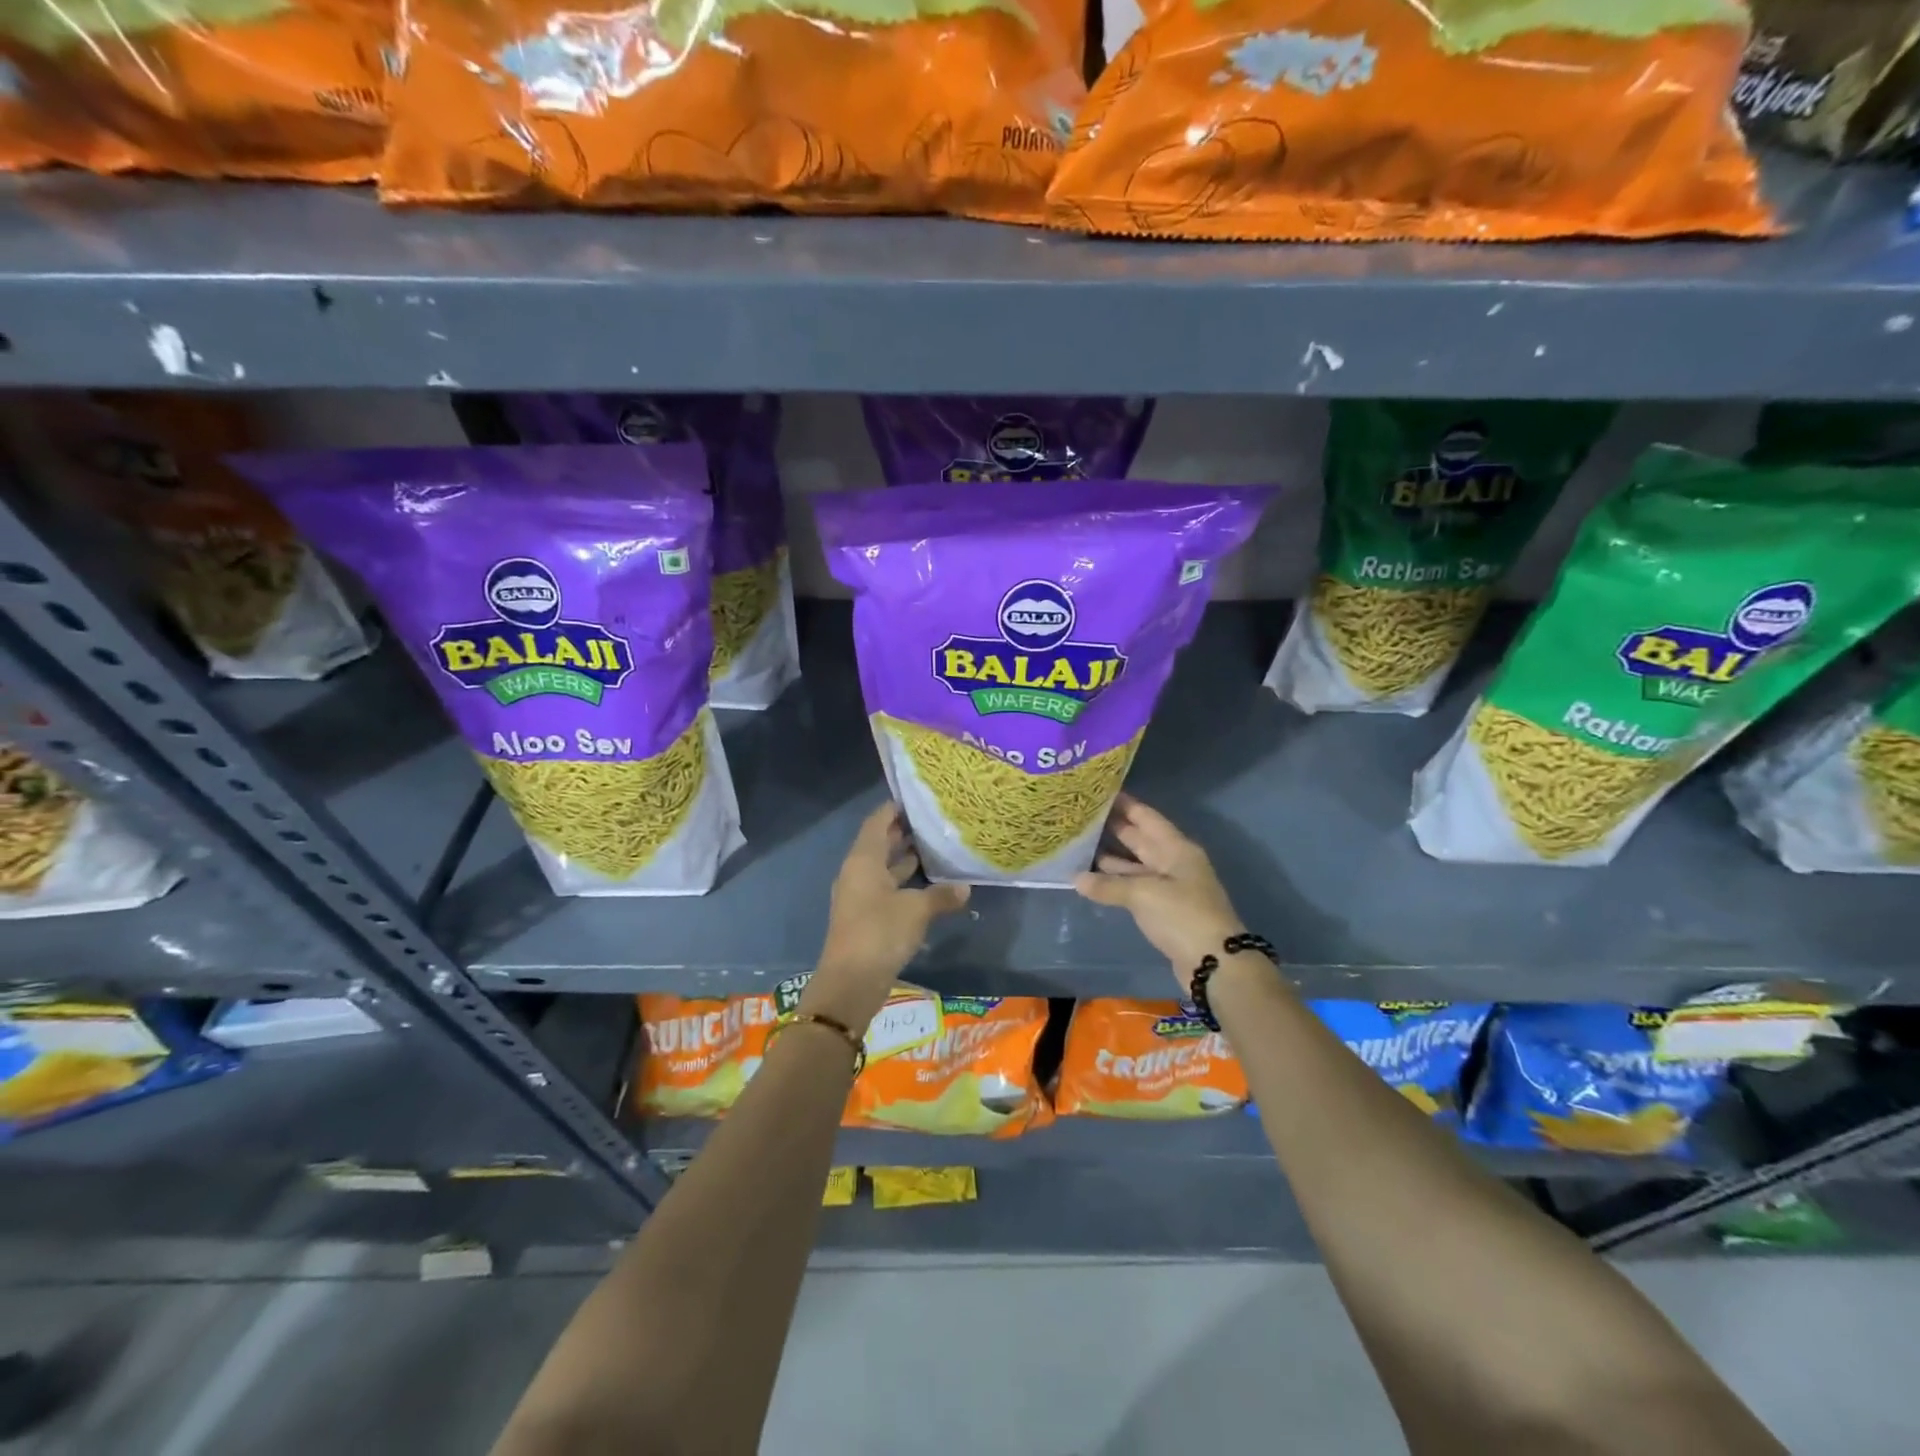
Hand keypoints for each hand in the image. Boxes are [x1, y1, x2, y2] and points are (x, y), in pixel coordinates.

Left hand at [808, 802, 970, 1030]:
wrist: (851, 982)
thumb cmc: (881, 933)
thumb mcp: (917, 910)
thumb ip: (942, 895)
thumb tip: (966, 888)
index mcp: (863, 860)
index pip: (877, 821)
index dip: (895, 808)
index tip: (919, 798)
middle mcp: (857, 872)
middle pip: (880, 843)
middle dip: (904, 832)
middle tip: (934, 820)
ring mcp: (860, 895)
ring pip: (884, 867)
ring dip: (905, 858)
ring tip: (936, 846)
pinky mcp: (866, 916)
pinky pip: (886, 888)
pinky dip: (904, 882)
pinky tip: (929, 883)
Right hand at [1074, 795, 1246, 993]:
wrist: (1214, 962)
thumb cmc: (1182, 915)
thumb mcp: (1143, 895)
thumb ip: (1108, 885)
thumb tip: (1076, 879)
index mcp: (1176, 848)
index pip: (1147, 817)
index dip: (1125, 804)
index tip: (1099, 791)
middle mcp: (1174, 862)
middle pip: (1141, 839)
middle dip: (1114, 828)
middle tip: (1082, 816)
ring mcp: (1170, 886)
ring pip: (1136, 864)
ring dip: (1111, 857)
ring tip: (1080, 846)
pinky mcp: (1164, 909)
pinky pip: (1136, 887)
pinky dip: (1116, 882)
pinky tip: (1093, 880)